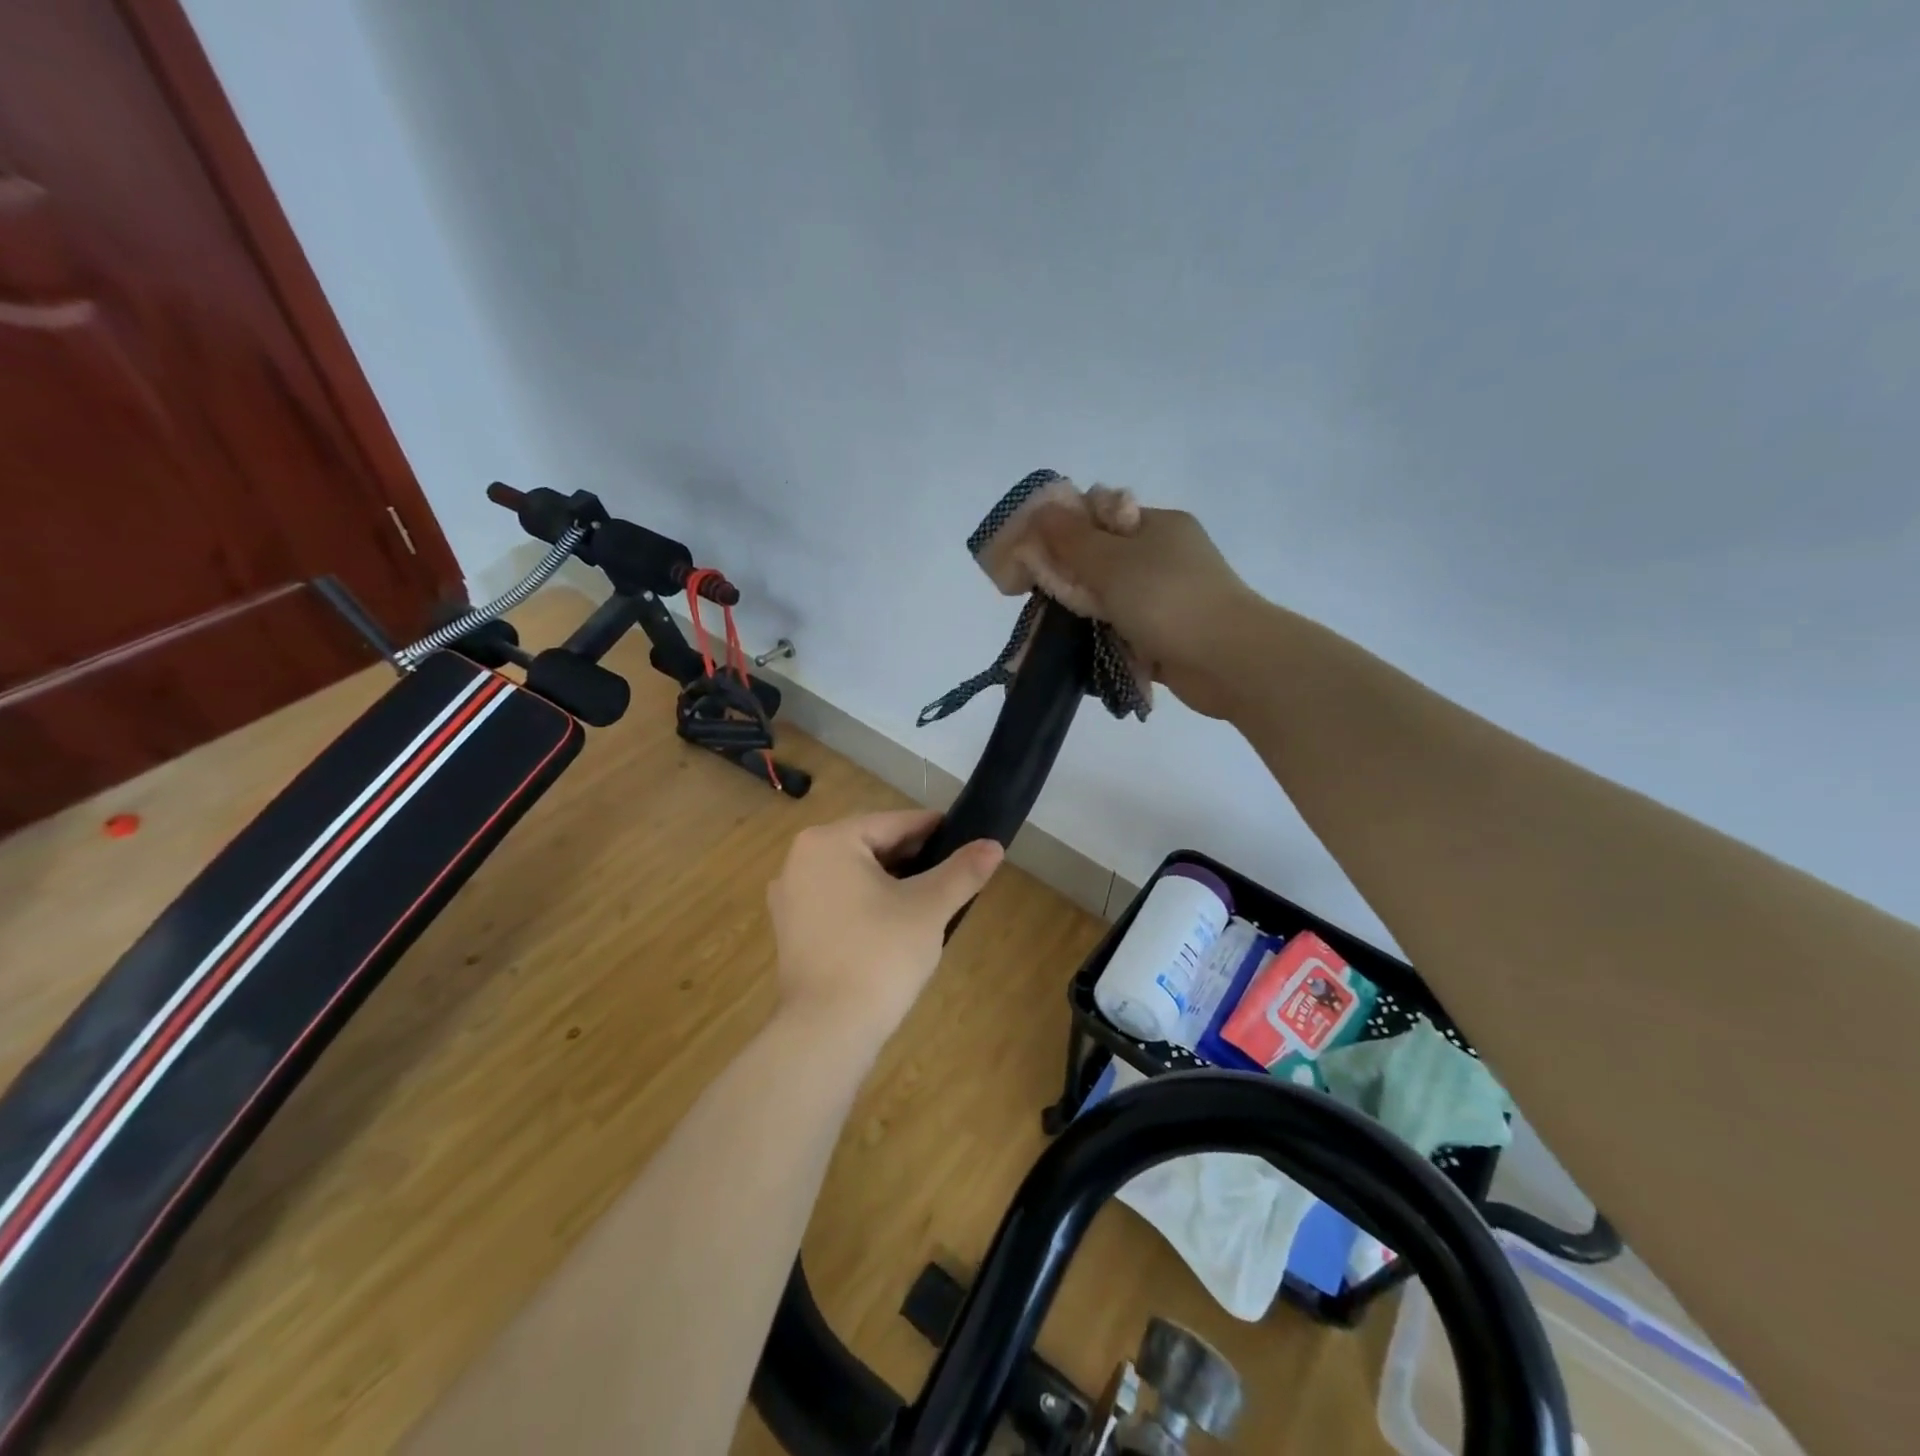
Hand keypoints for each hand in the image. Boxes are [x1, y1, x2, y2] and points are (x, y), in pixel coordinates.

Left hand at [767, 809, 1003, 1040]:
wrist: (827, 1029)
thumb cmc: (879, 954)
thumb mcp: (929, 907)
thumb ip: (962, 871)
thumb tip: (994, 844)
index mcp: (829, 841)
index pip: (894, 823)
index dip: (934, 829)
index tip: (966, 837)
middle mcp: (800, 859)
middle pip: (871, 846)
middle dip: (913, 858)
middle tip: (954, 872)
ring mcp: (790, 896)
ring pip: (854, 874)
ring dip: (892, 881)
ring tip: (931, 898)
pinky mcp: (791, 929)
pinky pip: (838, 900)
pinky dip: (867, 903)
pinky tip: (896, 922)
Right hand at [1034, 504, 1261, 718]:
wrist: (1228, 660)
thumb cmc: (1167, 600)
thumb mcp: (1111, 562)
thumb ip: (1071, 539)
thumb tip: (1040, 510)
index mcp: (1158, 524)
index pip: (1100, 516)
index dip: (1064, 532)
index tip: (1034, 557)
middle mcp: (1166, 555)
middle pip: (1104, 558)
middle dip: (1071, 577)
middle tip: (1039, 597)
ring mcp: (1170, 597)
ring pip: (1113, 597)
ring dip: (1086, 611)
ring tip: (1055, 628)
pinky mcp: (1169, 634)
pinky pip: (1126, 629)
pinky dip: (1106, 637)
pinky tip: (1083, 648)